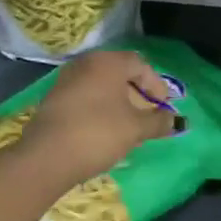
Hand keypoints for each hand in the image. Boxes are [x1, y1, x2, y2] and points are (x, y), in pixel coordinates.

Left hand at [14, 50, 180, 190]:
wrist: (45, 158)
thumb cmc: (98, 134)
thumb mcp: (135, 129)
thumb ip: (158, 122)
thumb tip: (176, 120)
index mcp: (108, 62)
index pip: (140, 65)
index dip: (156, 85)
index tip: (163, 107)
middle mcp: (86, 63)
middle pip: (120, 73)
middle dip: (137, 93)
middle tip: (147, 115)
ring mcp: (66, 80)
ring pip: (101, 85)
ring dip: (118, 102)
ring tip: (127, 125)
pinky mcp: (53, 99)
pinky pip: (85, 97)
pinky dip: (99, 108)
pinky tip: (103, 130)